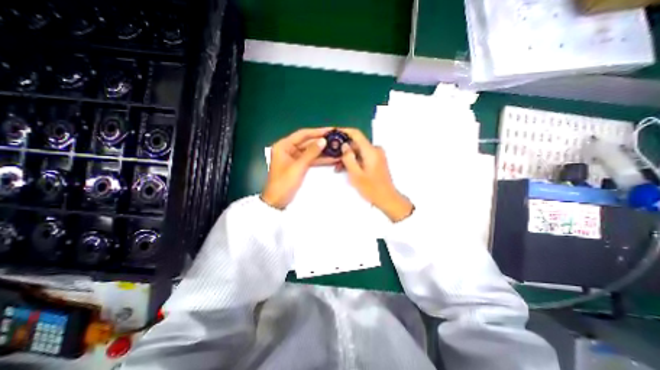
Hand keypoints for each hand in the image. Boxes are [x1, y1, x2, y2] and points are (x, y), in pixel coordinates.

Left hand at [260, 125, 337, 207]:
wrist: (277, 201)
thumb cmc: (284, 183)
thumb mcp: (298, 167)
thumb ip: (311, 153)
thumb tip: (323, 141)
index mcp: (284, 145)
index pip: (302, 134)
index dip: (317, 132)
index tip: (330, 130)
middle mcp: (288, 149)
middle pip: (307, 142)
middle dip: (322, 142)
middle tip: (336, 140)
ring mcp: (294, 158)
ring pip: (311, 151)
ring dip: (323, 151)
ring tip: (337, 148)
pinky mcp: (299, 165)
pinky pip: (310, 159)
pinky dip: (320, 159)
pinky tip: (331, 158)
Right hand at [340, 129, 410, 220]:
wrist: (387, 198)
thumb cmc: (371, 188)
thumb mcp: (356, 174)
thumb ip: (348, 158)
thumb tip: (344, 145)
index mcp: (371, 151)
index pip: (356, 134)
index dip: (344, 132)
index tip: (333, 133)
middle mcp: (375, 150)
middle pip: (356, 143)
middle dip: (344, 150)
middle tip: (334, 160)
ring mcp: (377, 155)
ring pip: (359, 150)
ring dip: (348, 157)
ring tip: (339, 168)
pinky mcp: (377, 160)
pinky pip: (363, 156)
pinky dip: (355, 160)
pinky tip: (348, 169)